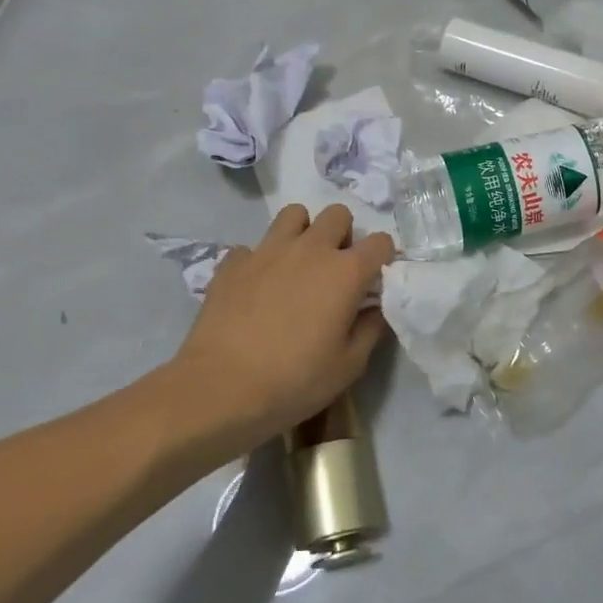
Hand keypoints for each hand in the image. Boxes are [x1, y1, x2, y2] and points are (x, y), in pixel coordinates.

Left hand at [159, 204, 394, 459]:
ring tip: (297, 264)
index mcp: (346, 272)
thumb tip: (373, 308)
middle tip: (335, 268)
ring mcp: (268, 251)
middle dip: (343, 234)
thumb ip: (370, 329)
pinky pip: (253, 247)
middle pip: (337, 214)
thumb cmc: (295, 380)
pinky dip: (260, 261)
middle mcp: (310, 249)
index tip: (375, 280)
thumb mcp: (349, 366)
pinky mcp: (233, 263)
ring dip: (303, 233)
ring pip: (294, 214)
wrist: (219, 389)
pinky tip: (256, 288)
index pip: (380, 242)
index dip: (382, 257)